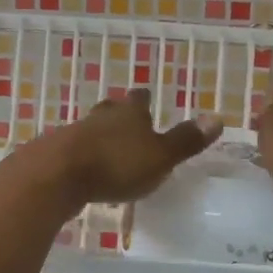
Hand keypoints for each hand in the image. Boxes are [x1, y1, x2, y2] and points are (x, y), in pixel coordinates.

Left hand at [14, 90, 223, 209]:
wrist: (56, 175)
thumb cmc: (115, 164)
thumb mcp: (160, 156)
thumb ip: (186, 140)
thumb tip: (217, 117)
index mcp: (129, 113)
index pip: (139, 99)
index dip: (145, 99)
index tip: (147, 97)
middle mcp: (101, 117)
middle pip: (112, 109)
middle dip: (120, 114)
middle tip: (127, 120)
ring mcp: (74, 132)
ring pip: (91, 128)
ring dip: (100, 135)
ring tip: (108, 147)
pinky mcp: (55, 153)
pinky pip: (74, 150)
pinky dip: (83, 156)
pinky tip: (85, 168)